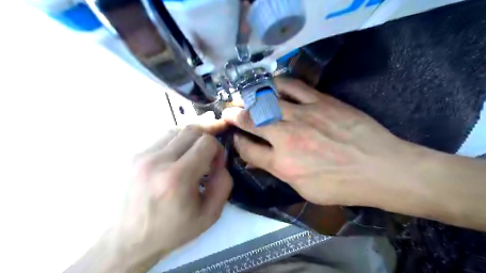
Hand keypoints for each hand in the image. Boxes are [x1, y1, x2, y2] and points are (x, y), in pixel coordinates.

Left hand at [114, 127, 230, 270]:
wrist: (132, 239)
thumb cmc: (174, 229)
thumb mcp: (210, 214)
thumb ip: (223, 184)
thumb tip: (221, 161)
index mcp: (177, 177)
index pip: (206, 142)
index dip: (218, 148)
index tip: (217, 163)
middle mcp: (158, 161)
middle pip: (192, 130)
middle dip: (208, 137)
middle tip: (212, 152)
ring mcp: (143, 156)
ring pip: (178, 130)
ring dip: (193, 139)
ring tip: (197, 154)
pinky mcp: (135, 155)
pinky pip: (164, 138)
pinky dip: (178, 142)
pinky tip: (180, 157)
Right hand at [224, 78, 412, 206]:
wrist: (380, 168)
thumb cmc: (341, 185)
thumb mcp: (304, 189)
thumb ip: (278, 172)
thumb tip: (258, 160)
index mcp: (282, 163)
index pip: (248, 150)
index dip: (238, 144)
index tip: (236, 139)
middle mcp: (286, 137)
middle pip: (251, 121)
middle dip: (234, 116)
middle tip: (228, 112)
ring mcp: (302, 115)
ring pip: (266, 101)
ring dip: (250, 99)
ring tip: (244, 97)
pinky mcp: (319, 101)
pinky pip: (292, 86)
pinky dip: (276, 83)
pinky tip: (269, 84)